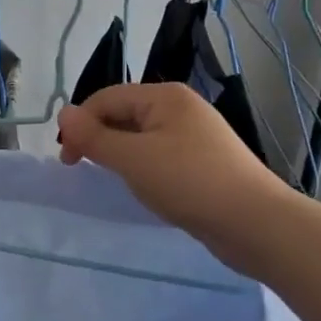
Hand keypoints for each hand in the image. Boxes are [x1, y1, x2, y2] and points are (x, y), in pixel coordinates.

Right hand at [56, 84, 285, 250]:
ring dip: (121, 154)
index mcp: (164, 96)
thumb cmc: (189, 183)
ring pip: (141, 137)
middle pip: (124, 114)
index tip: (69, 161)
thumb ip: (94, 137)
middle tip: (86, 170)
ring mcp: (195, 134)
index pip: (106, 98)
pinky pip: (160, 155)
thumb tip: (63, 113)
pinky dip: (144, 167)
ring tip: (117, 180)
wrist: (256, 224)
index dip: (81, 124)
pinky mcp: (203, 161)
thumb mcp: (133, 159)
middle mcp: (180, 108)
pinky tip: (146, 188)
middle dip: (100, 138)